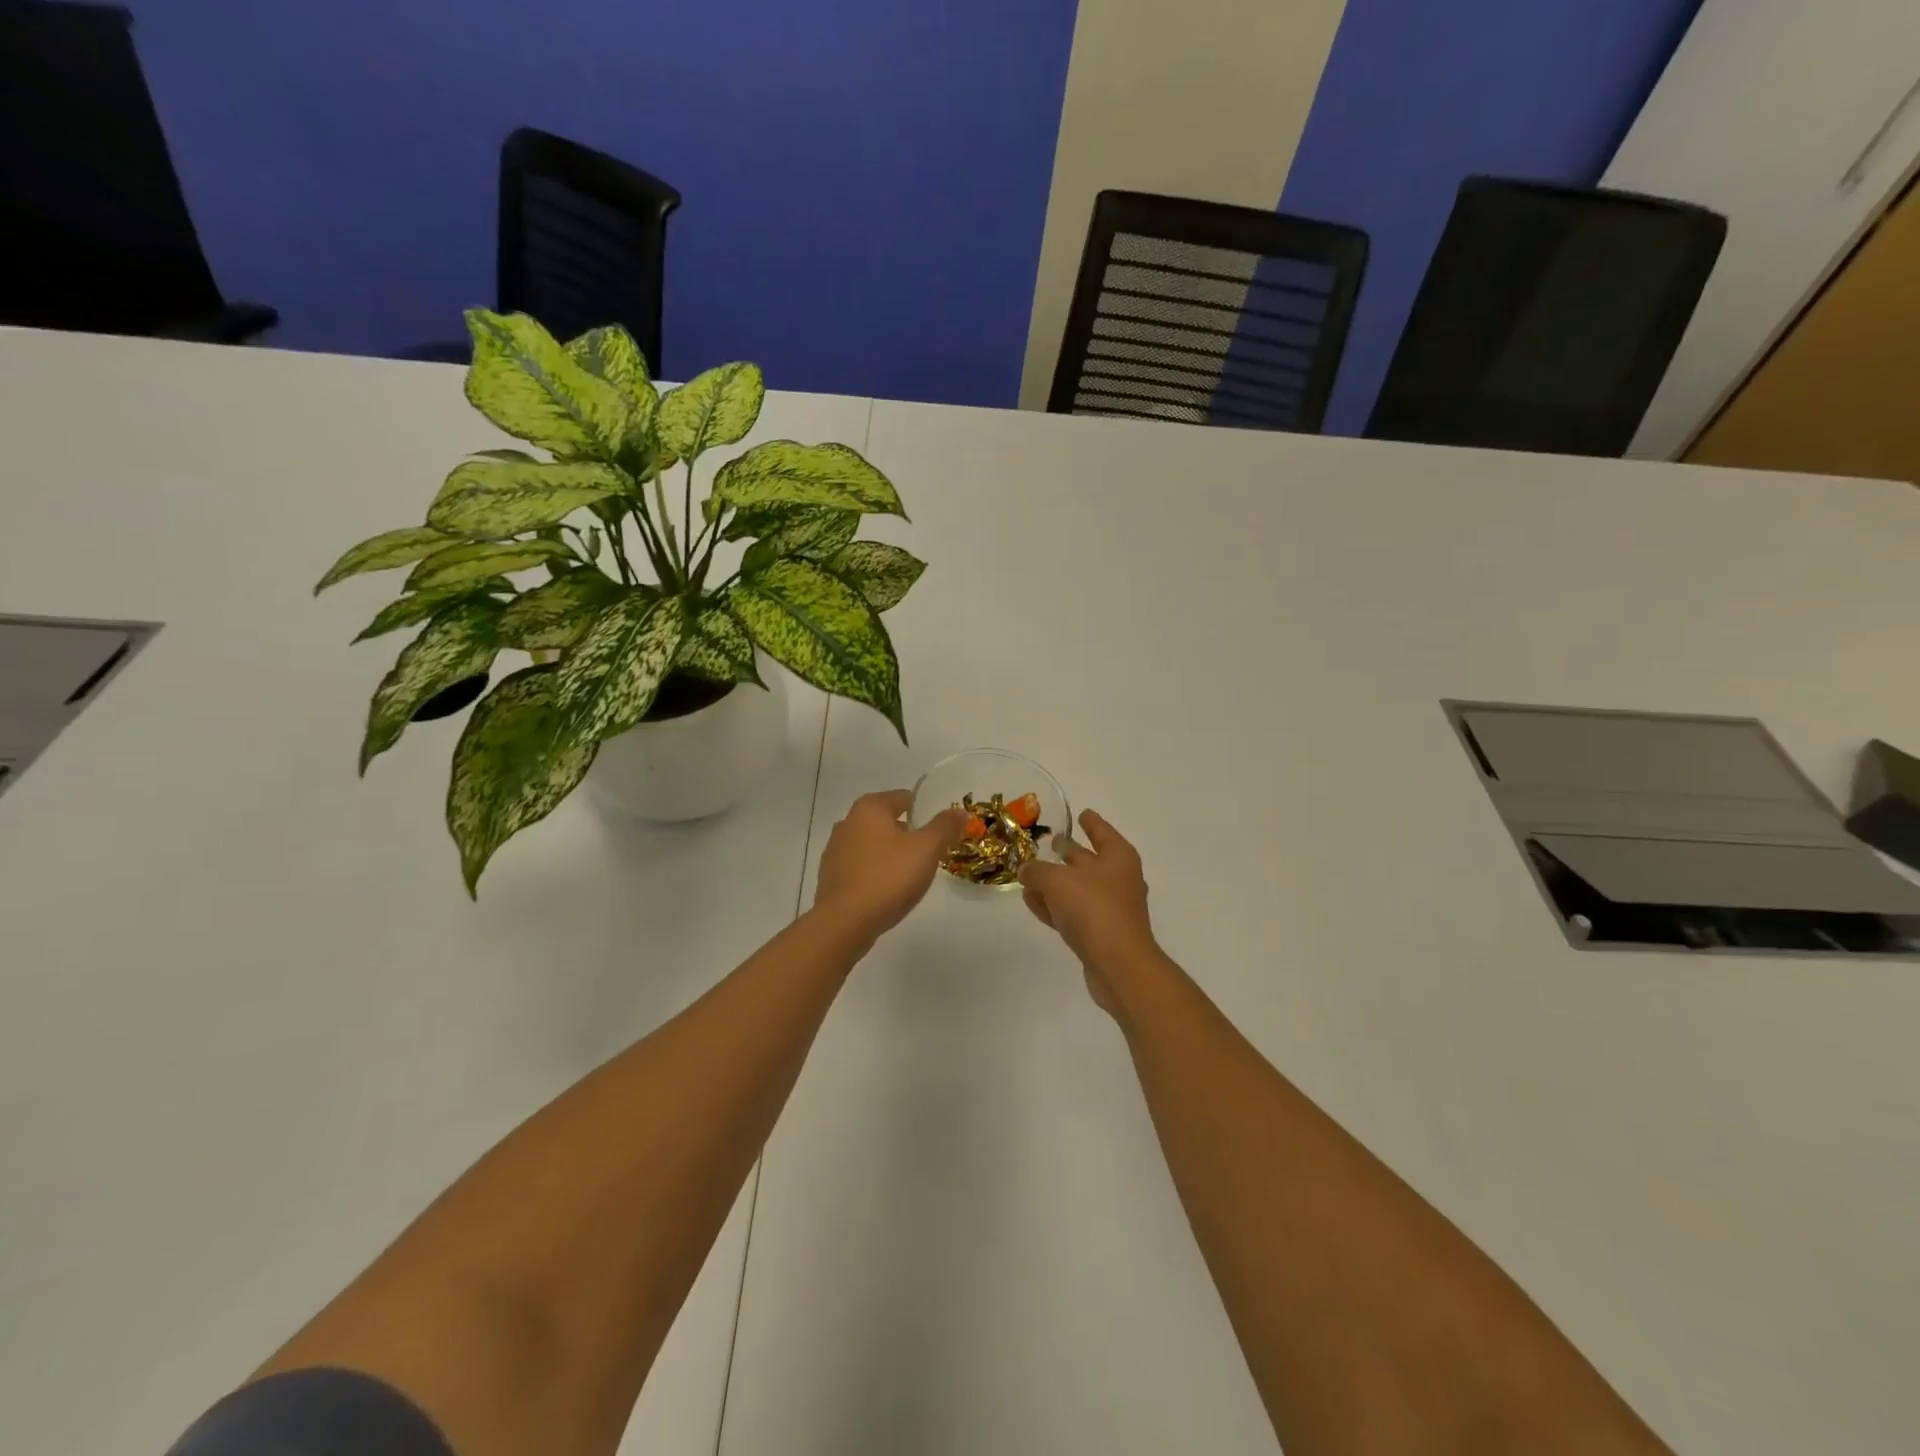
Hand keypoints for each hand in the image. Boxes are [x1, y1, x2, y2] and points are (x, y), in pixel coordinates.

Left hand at [813, 790, 965, 944]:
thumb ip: (945, 826)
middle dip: (909, 835)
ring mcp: (835, 850)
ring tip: (911, 875)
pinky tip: (888, 891)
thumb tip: (960, 812)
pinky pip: (862, 867)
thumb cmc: (888, 877)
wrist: (845, 922)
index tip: (942, 831)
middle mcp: (848, 822)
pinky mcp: (831, 876)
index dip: (927, 812)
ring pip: (874, 845)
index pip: (905, 798)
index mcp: (869, 808)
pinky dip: (876, 872)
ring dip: (892, 855)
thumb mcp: (927, 849)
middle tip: (931, 855)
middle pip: (888, 821)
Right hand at [1018, 810, 1160, 1014]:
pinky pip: (1073, 913)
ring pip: (1078, 888)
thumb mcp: (1056, 881)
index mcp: (1117, 856)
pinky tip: (1033, 904)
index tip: (1081, 813)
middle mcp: (1118, 878)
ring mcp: (1111, 908)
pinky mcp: (1101, 934)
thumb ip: (1037, 871)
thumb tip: (1026, 871)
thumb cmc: (1093, 909)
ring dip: (1055, 884)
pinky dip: (1055, 907)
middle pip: (1088, 859)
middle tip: (1049, 843)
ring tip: (1028, 878)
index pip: (1100, 830)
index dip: (1090, 821)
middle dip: (1068, 852)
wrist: (1119, 965)